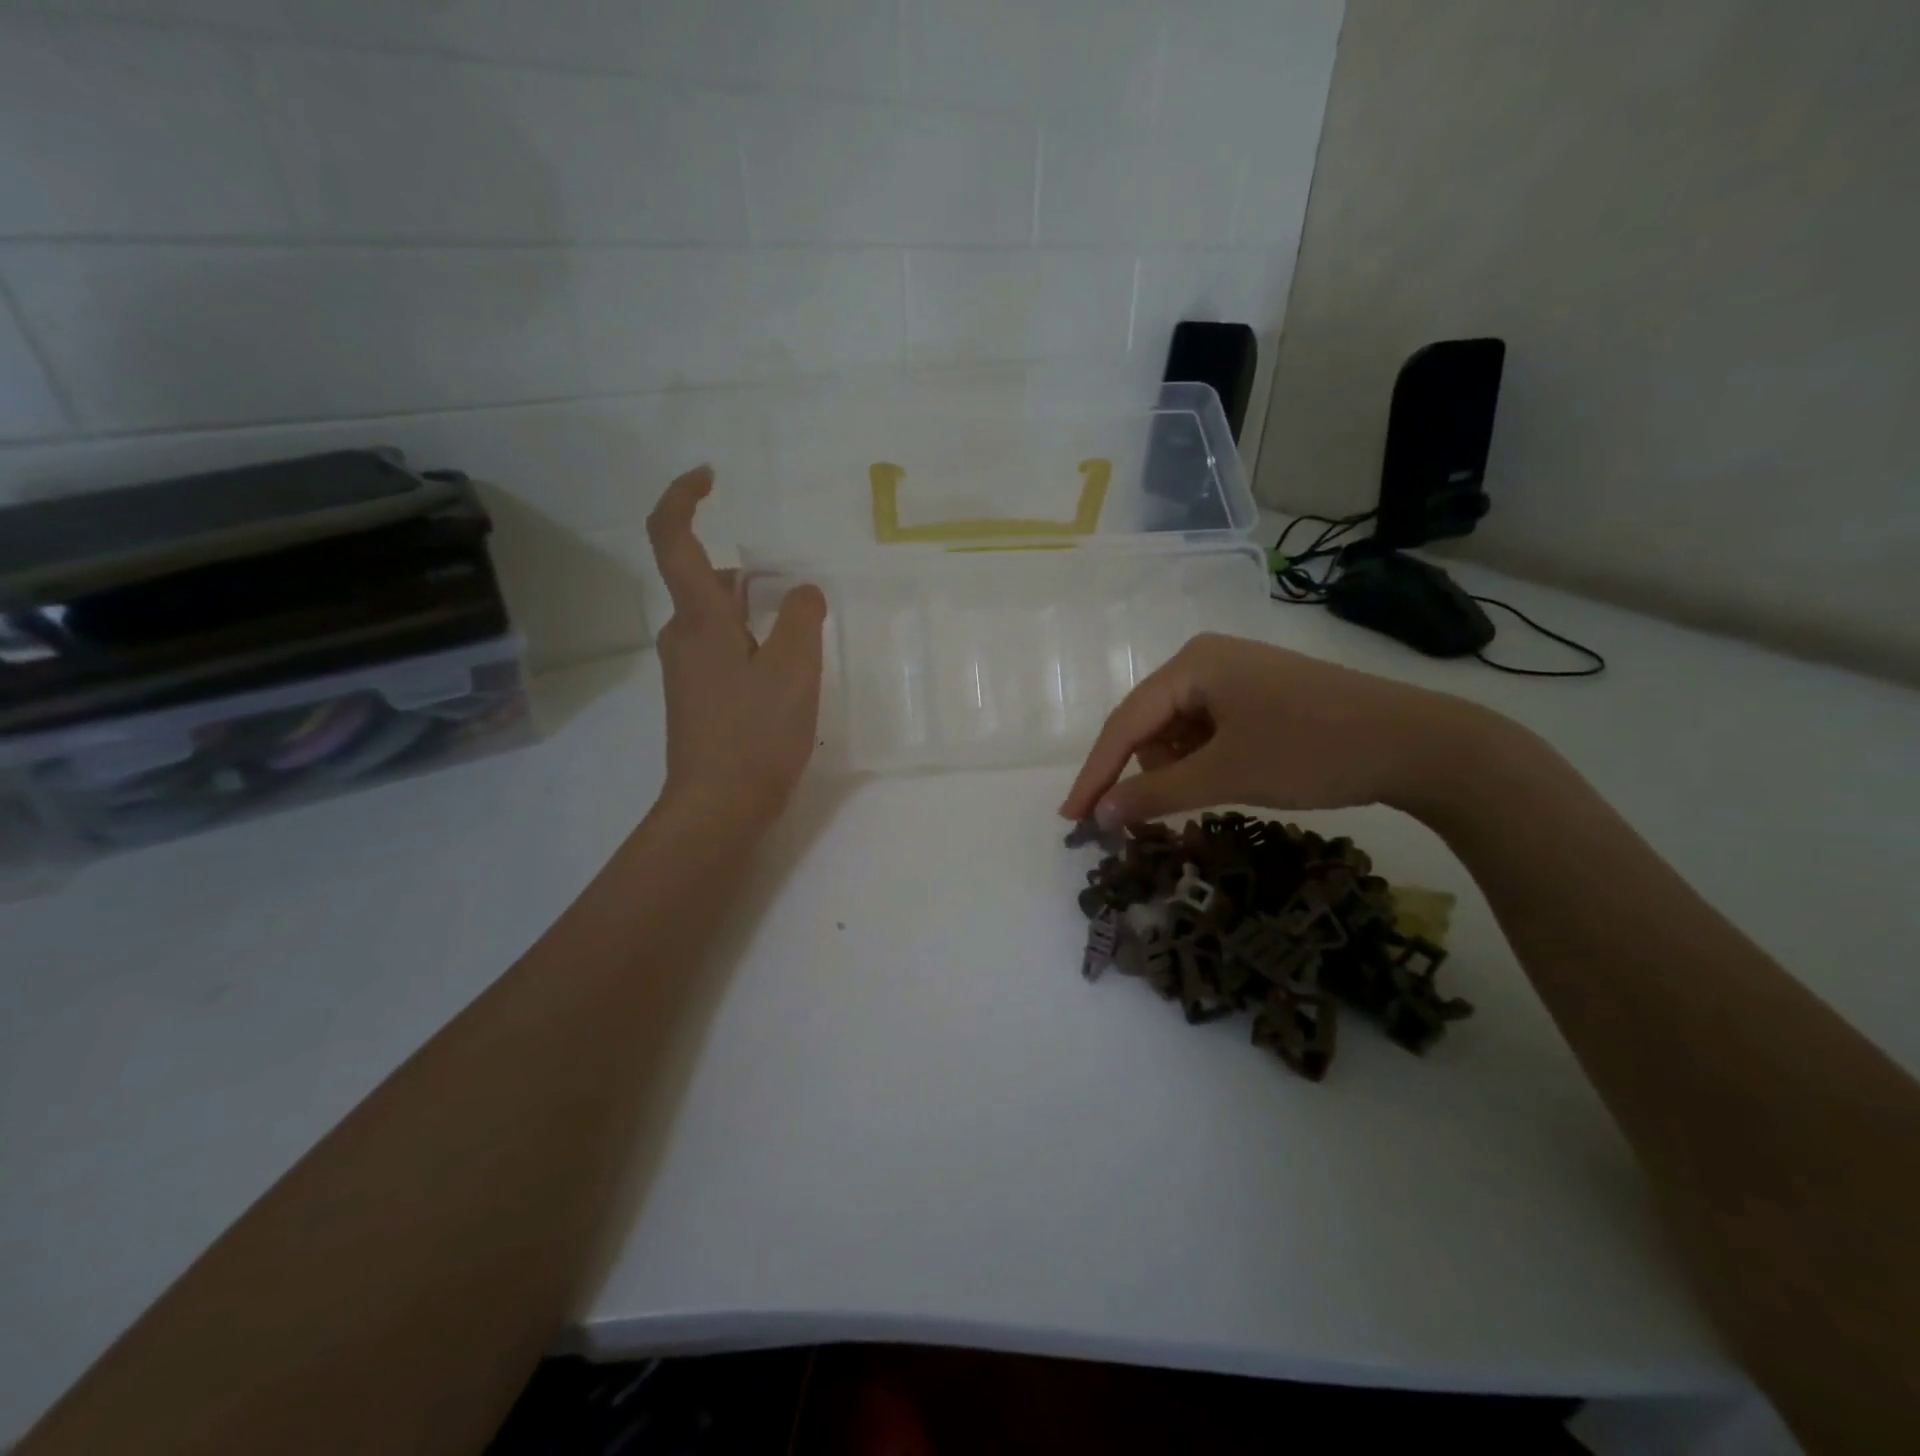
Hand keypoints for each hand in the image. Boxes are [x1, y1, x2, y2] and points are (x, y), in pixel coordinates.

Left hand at [646, 467, 826, 832]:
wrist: (717, 809)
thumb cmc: (754, 735)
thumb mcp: (792, 671)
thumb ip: (799, 618)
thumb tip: (801, 590)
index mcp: (699, 620)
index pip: (673, 539)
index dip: (684, 498)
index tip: (710, 477)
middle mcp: (683, 637)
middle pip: (705, 581)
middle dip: (748, 572)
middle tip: (797, 588)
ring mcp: (687, 670)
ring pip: (718, 618)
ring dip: (755, 610)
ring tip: (803, 633)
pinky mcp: (698, 697)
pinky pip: (724, 649)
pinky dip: (752, 640)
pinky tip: (787, 671)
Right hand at [1059, 633, 1497, 827]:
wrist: (1420, 744)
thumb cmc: (1313, 750)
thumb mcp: (1226, 775)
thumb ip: (1155, 794)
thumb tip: (1100, 816)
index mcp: (1192, 664)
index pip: (1124, 723)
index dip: (1095, 774)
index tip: (1070, 818)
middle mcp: (1207, 660)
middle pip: (1149, 725)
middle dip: (1143, 773)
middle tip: (1135, 822)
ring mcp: (1236, 675)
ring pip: (1179, 732)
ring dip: (1177, 770)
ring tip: (1202, 799)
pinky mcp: (1260, 695)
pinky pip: (1209, 731)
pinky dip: (1204, 762)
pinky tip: (1224, 782)